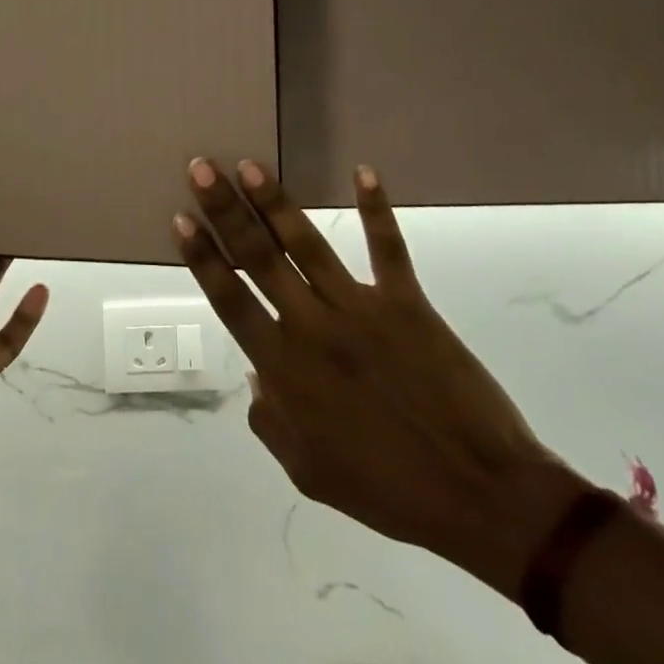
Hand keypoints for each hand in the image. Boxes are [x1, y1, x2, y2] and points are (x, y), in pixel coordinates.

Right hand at [174, 160, 580, 591]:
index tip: (181, 219)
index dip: (202, 257)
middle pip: (258, 258)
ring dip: (276, 202)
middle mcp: (312, 328)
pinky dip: (376, 209)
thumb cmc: (388, 490)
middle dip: (225, 210)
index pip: (229, 300)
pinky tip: (364, 171)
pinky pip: (388, 249)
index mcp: (284, 369)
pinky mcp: (408, 304)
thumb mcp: (308, 472)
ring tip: (251, 165)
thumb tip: (256, 377)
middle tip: (202, 168)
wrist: (482, 498)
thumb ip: (270, 420)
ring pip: (308, 245)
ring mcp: (361, 310)